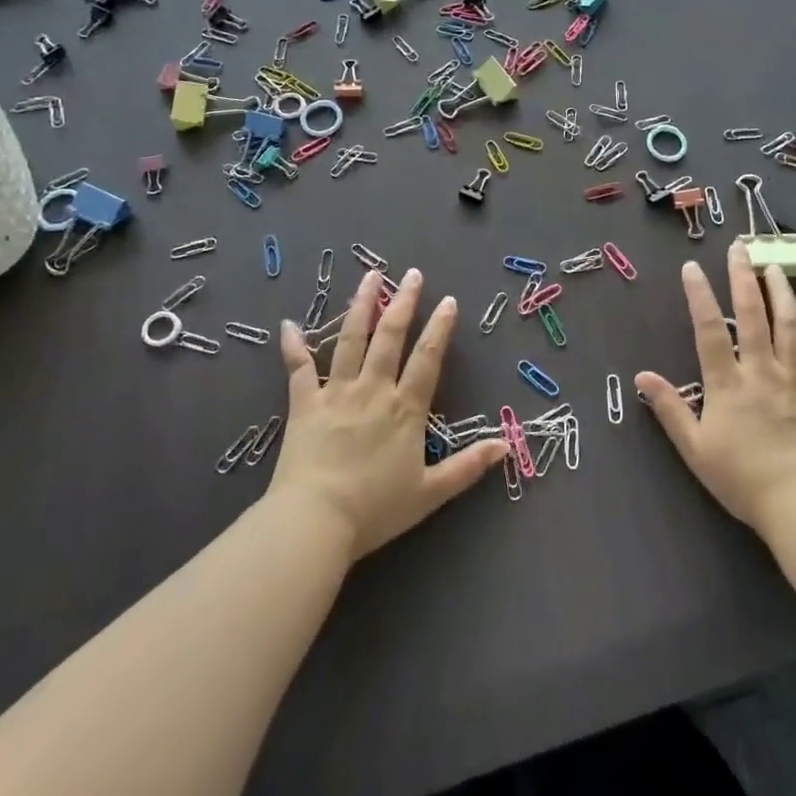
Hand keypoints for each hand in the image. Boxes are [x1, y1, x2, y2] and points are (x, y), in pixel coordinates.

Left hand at [271, 267, 505, 560]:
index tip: (447, 300)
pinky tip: (289, 324)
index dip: (439, 328)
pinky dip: (293, 346)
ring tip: (370, 276)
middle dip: (403, 302)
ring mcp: (336, 393)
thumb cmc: (375, 509)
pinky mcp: (304, 404)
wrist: (315, 521)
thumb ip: (468, 466)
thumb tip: (506, 446)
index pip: (427, 358)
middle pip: (390, 337)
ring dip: (361, 305)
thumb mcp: (431, 492)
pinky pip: (298, 369)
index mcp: (405, 408)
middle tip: (412, 274)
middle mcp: (373, 390)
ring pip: (350, 339)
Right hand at [635, 239, 795, 533]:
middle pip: (751, 315)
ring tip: (774, 266)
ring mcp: (795, 379)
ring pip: (789, 326)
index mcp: (727, 383)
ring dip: (782, 292)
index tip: (691, 267)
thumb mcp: (695, 449)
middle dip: (743, 278)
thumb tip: (641, 376)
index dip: (698, 295)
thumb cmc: (743, 479)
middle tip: (740, 247)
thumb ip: (669, 409)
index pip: (708, 329)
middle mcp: (761, 371)